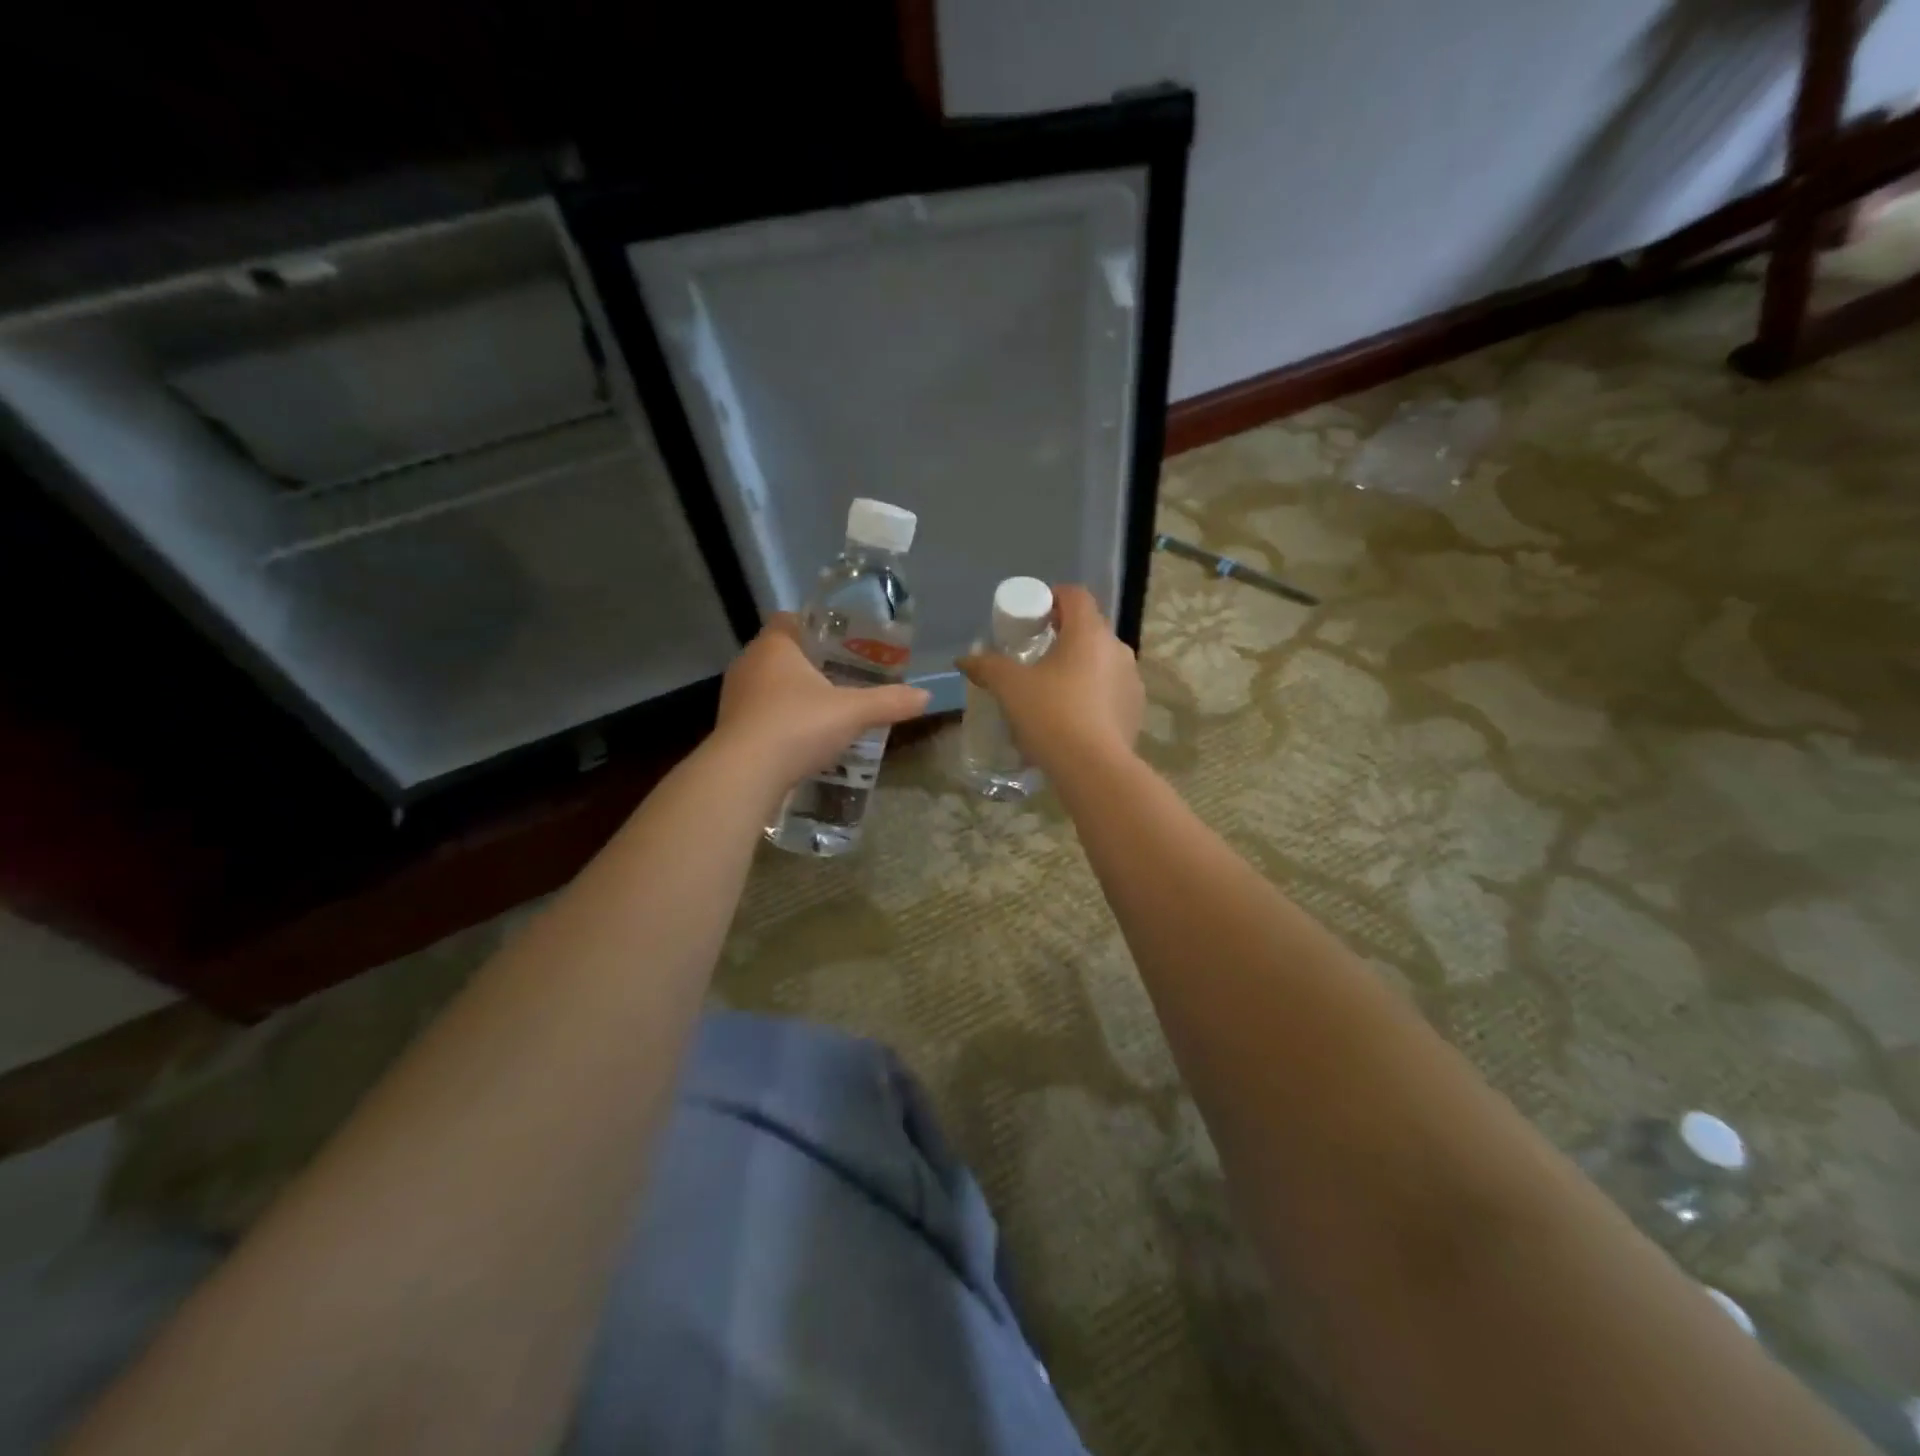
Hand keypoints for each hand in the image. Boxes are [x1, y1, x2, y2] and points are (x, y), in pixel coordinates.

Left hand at [713, 614, 930, 792]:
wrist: (745, 775)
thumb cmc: (797, 726)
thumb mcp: (852, 713)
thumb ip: (889, 702)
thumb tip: (926, 696)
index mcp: (774, 646)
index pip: (790, 619)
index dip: (815, 626)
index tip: (841, 641)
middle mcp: (749, 663)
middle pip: (782, 653)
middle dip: (810, 663)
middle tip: (844, 676)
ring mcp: (735, 697)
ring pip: (770, 685)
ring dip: (794, 694)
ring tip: (827, 709)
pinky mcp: (731, 728)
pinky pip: (761, 714)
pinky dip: (781, 720)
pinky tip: (803, 738)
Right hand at [957, 584, 1144, 776]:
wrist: (1093, 768)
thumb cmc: (1051, 714)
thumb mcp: (1010, 688)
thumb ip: (987, 667)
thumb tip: (965, 660)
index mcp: (1089, 632)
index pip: (1075, 595)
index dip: (1052, 597)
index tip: (1032, 616)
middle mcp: (1117, 648)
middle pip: (1089, 629)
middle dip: (1063, 637)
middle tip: (1035, 657)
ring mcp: (1131, 680)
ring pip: (1101, 662)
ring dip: (1079, 668)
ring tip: (1053, 691)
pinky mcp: (1135, 710)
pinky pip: (1110, 691)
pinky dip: (1092, 695)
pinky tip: (1073, 718)